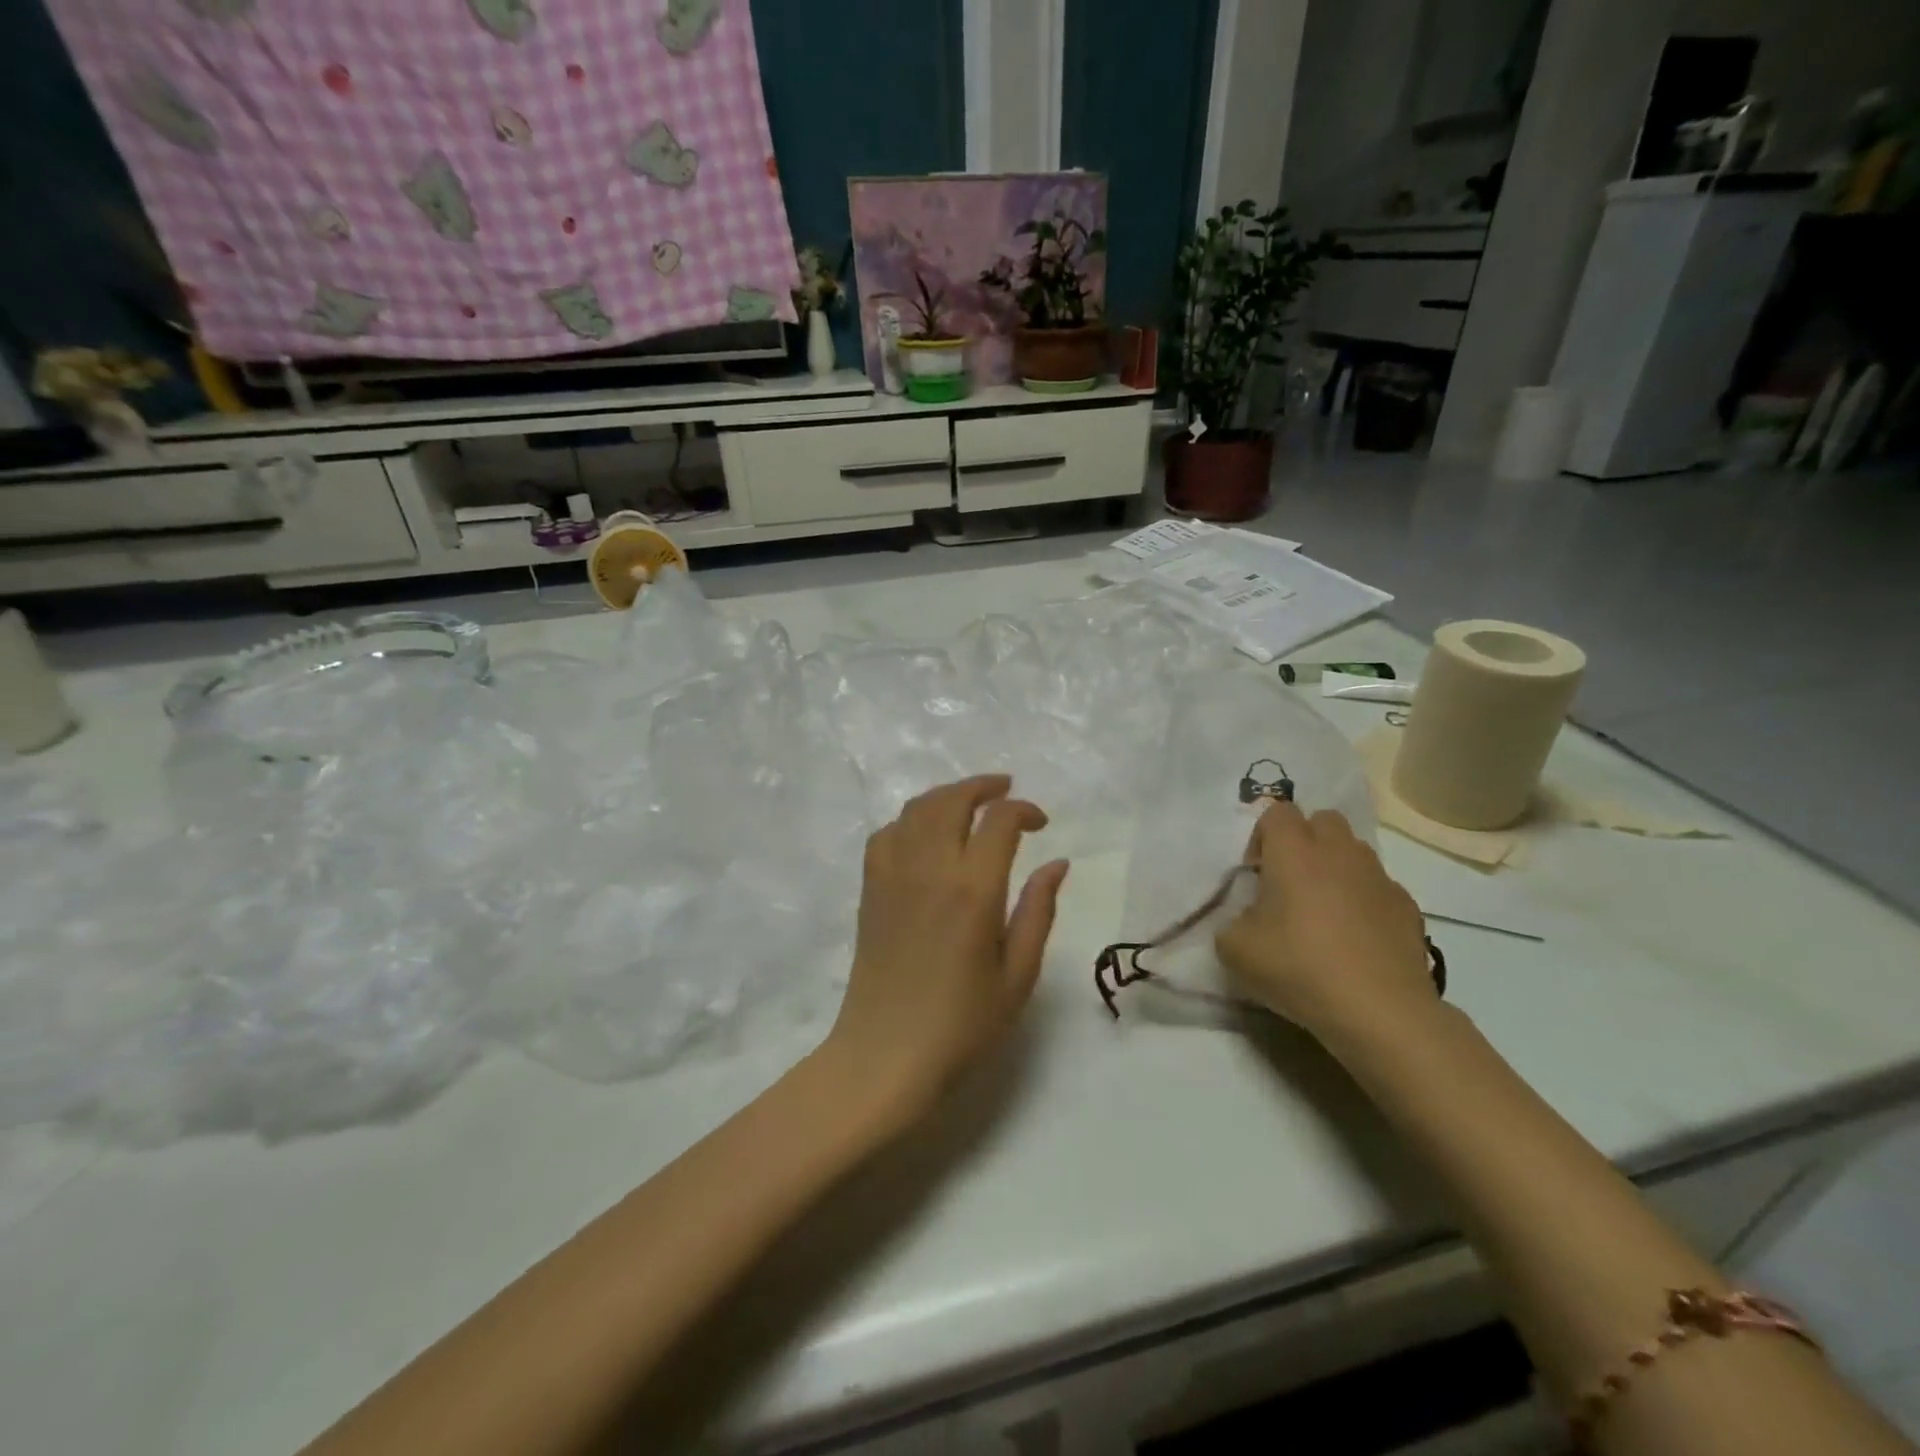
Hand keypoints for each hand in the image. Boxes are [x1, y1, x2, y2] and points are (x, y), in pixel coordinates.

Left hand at [826, 775, 1068, 1119]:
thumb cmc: (962, 1024)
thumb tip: (1057, 863)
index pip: (999, 821)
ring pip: (917, 808)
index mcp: (973, 889)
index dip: (1024, 810)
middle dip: (983, 787)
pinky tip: (926, 835)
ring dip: (947, 796)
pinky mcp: (870, 888)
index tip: (1040, 825)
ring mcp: (892, 874)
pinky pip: (887, 833)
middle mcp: (929, 868)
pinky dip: (911, 820)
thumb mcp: (1017, 975)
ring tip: (969, 804)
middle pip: (952, 800)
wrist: (886, 1054)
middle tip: (1006, 790)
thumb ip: (1038, 911)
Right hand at [1215, 801, 1435, 1045]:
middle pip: (1323, 820)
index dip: (1263, 837)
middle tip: (1290, 882)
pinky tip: (1356, 938)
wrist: (1379, 1011)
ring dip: (1336, 868)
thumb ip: (1232, 921)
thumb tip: (1249, 919)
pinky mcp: (1408, 907)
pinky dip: (1365, 900)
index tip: (1256, 874)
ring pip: (1354, 851)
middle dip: (1305, 840)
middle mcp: (1338, 852)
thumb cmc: (1298, 967)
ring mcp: (1379, 877)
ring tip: (1324, 910)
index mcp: (1293, 851)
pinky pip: (1379, 887)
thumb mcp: (1235, 949)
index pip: (1277, 812)